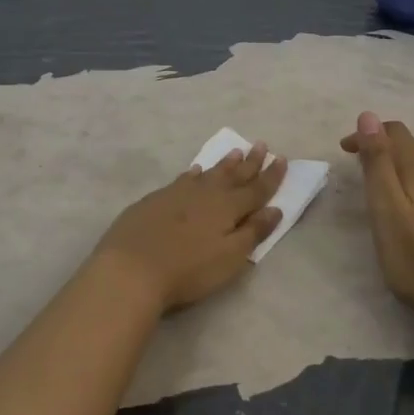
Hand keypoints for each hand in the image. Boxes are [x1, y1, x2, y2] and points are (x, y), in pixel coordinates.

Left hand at [92, 143, 286, 312]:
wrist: (131, 268)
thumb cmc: (188, 269)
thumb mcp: (229, 257)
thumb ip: (253, 232)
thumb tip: (275, 209)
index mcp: (228, 208)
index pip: (256, 189)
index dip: (271, 176)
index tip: (282, 159)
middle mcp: (205, 194)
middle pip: (233, 175)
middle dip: (250, 162)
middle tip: (261, 144)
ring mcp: (178, 194)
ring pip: (208, 173)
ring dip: (224, 164)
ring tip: (236, 151)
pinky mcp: (155, 200)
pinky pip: (182, 179)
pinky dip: (193, 174)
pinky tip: (195, 171)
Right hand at [341, 112, 413, 339]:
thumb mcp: (387, 211)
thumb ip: (378, 162)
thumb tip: (369, 115)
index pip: (394, 132)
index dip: (367, 134)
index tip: (344, 151)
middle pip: (413, 145)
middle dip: (383, 147)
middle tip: (358, 166)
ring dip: (403, 162)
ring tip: (384, 180)